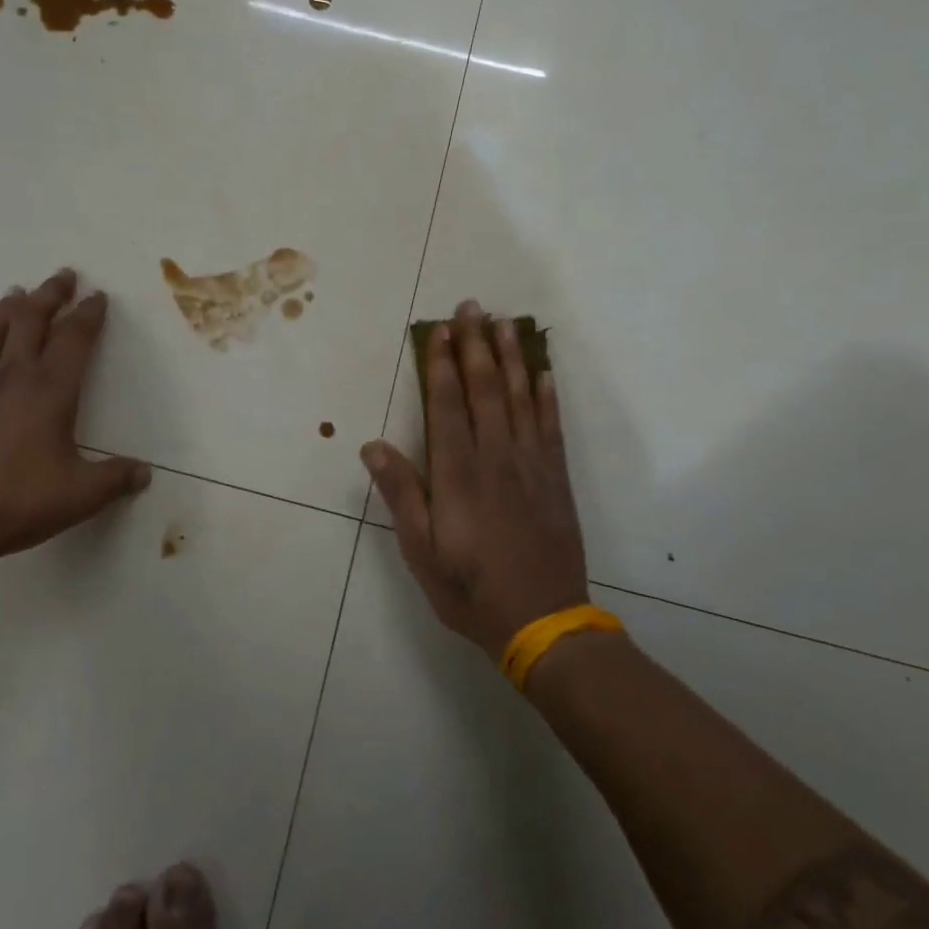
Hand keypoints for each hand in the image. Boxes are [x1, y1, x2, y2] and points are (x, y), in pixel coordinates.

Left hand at [0, 268, 151, 575]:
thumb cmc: (20, 502)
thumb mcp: (82, 494)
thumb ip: (117, 479)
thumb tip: (146, 473)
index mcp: (50, 391)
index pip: (74, 339)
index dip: (89, 314)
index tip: (98, 296)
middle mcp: (11, 378)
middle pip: (30, 321)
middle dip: (49, 295)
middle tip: (62, 276)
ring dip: (2, 311)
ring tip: (14, 295)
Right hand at [361, 301, 589, 657]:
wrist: (542, 622)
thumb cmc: (469, 587)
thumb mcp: (420, 550)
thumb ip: (401, 493)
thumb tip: (372, 445)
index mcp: (458, 472)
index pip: (448, 403)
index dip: (442, 363)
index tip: (440, 329)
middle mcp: (496, 456)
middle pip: (485, 388)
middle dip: (476, 345)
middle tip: (472, 307)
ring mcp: (531, 464)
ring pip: (520, 397)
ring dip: (511, 357)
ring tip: (505, 323)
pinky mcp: (556, 477)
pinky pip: (551, 425)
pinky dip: (547, 395)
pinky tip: (544, 371)